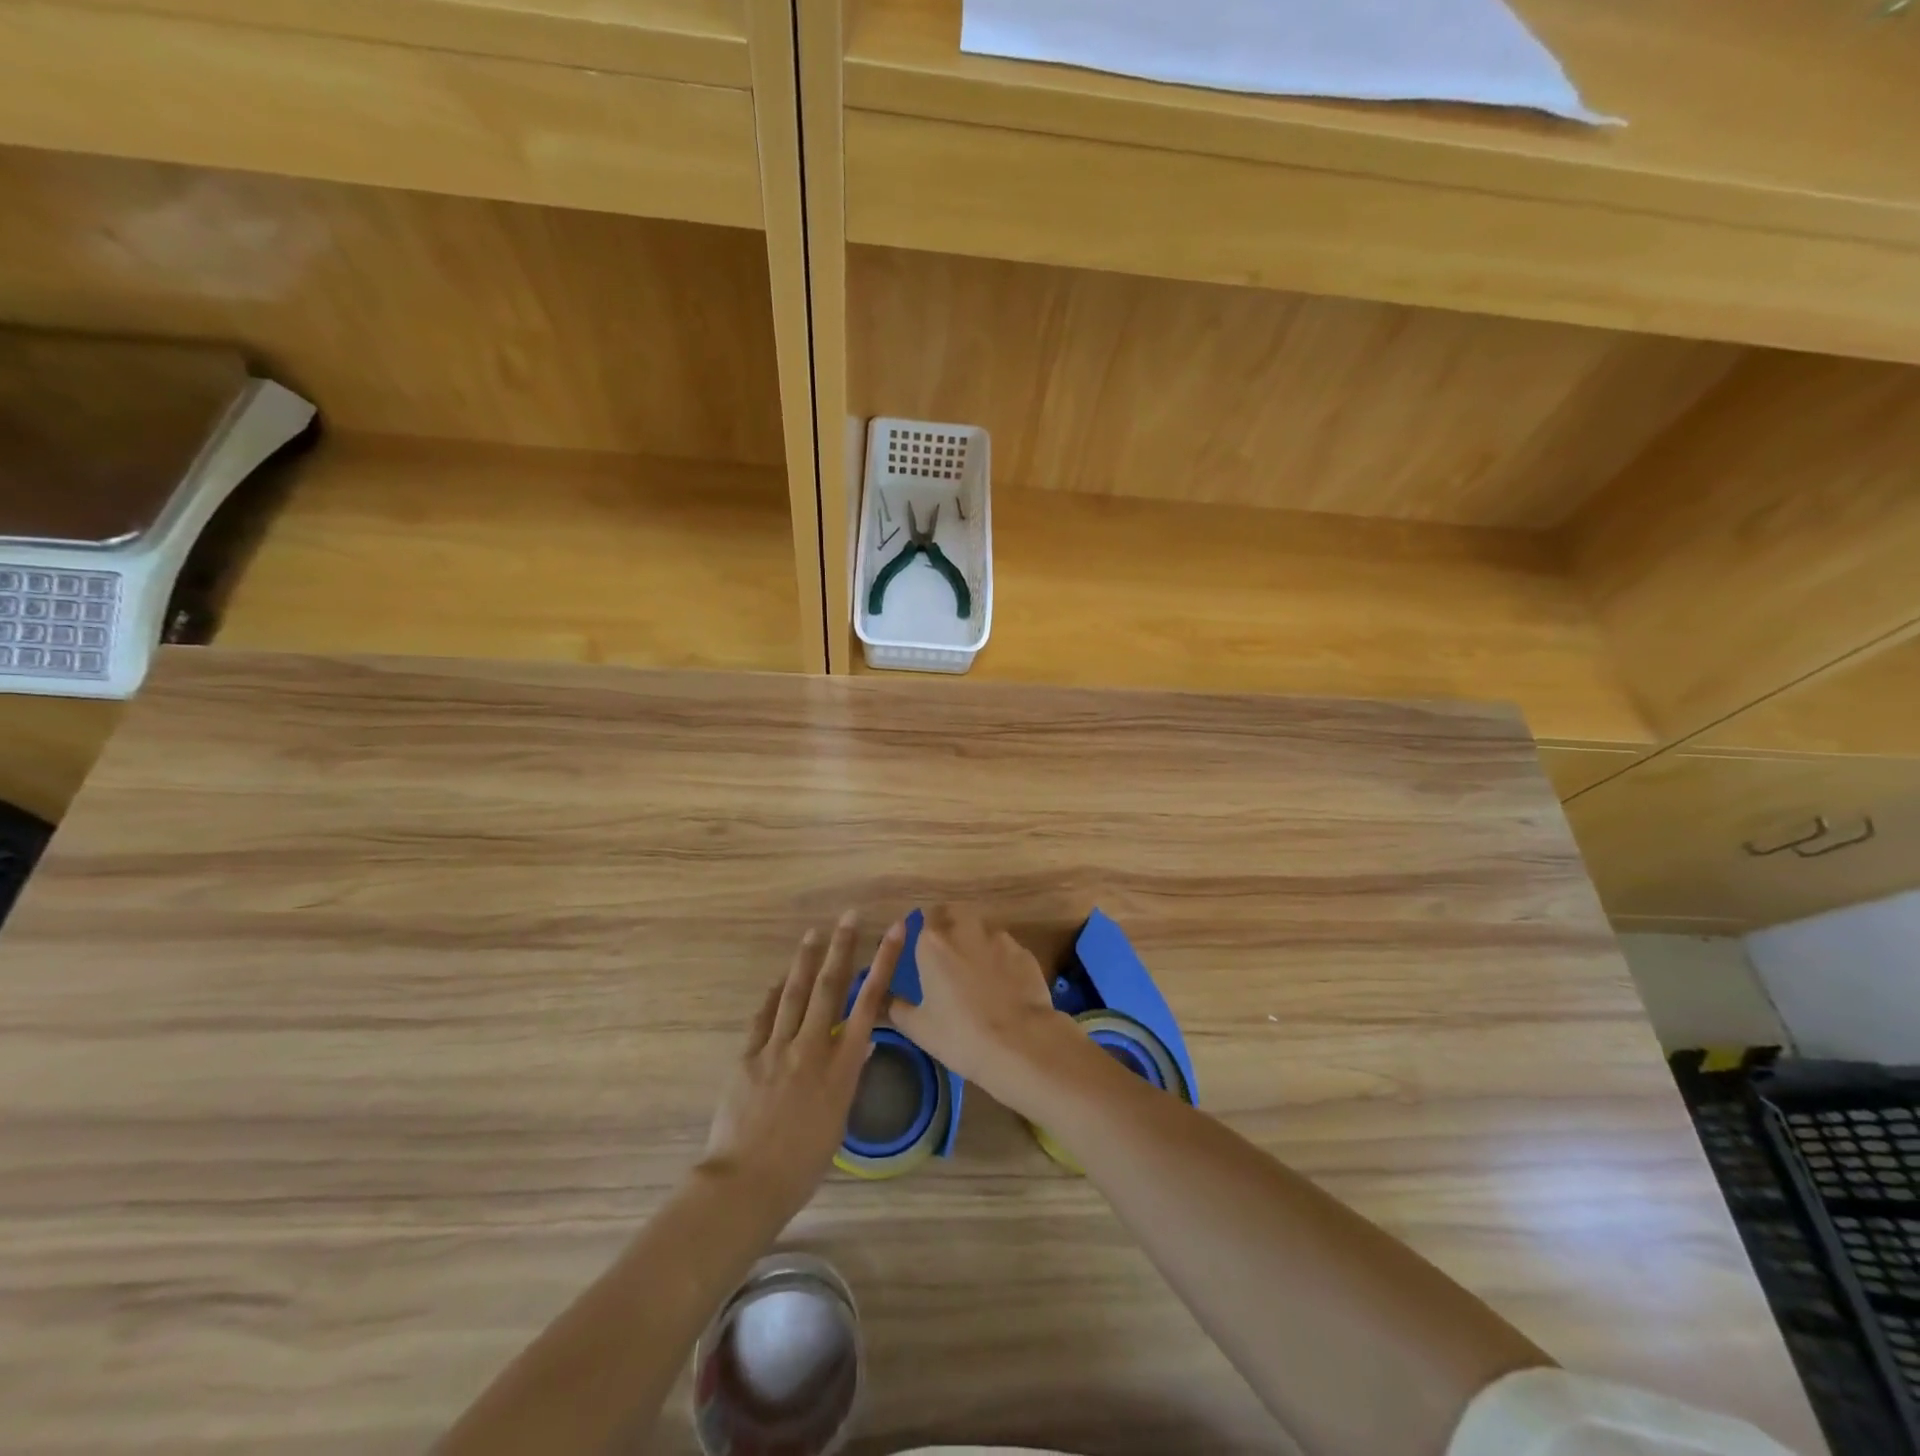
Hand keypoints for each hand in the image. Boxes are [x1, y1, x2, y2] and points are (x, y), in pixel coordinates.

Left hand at [699, 912, 901, 1221]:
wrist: (746, 1184)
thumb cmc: (802, 1165)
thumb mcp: (838, 1122)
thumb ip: (848, 1077)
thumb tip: (862, 1043)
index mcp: (841, 1066)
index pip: (868, 1003)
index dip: (883, 963)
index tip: (894, 931)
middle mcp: (812, 1047)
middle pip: (830, 986)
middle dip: (843, 947)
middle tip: (851, 916)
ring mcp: (777, 1048)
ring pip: (794, 992)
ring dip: (806, 960)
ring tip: (815, 932)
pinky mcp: (748, 1056)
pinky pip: (763, 1017)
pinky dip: (773, 996)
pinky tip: (778, 980)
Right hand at [888, 905, 1076, 1114]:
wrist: (1019, 1042)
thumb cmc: (960, 1035)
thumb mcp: (918, 1027)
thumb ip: (896, 1007)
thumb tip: (885, 1000)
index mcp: (933, 942)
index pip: (925, 916)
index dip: (926, 929)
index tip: (925, 947)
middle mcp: (965, 929)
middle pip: (955, 913)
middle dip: (950, 925)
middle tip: (949, 954)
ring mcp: (999, 937)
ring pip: (983, 929)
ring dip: (977, 941)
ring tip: (978, 972)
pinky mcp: (1023, 951)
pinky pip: (1006, 948)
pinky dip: (1001, 959)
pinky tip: (1004, 985)